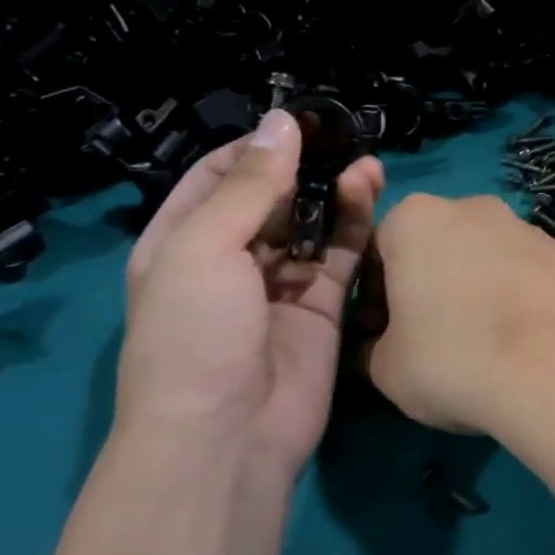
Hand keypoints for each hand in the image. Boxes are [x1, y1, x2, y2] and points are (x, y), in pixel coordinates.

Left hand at [114, 109, 383, 483]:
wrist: (228, 434)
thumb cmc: (195, 334)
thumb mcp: (205, 248)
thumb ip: (251, 185)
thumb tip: (283, 121)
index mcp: (182, 241)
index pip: (219, 176)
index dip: (257, 146)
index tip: (302, 121)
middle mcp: (231, 259)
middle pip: (272, 198)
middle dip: (305, 166)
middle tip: (346, 137)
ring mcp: (280, 285)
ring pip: (314, 225)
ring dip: (336, 193)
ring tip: (368, 164)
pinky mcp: (322, 307)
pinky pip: (342, 257)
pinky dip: (358, 227)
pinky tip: (372, 197)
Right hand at [360, 194, 554, 435]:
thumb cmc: (454, 361)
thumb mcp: (385, 368)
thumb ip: (373, 346)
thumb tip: (380, 345)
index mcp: (414, 219)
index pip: (378, 249)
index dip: (375, 293)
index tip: (384, 332)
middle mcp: (473, 207)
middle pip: (437, 243)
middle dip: (430, 279)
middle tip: (433, 334)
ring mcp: (527, 227)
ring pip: (488, 252)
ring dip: (479, 281)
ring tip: (487, 337)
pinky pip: (531, 269)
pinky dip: (524, 291)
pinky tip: (528, 332)